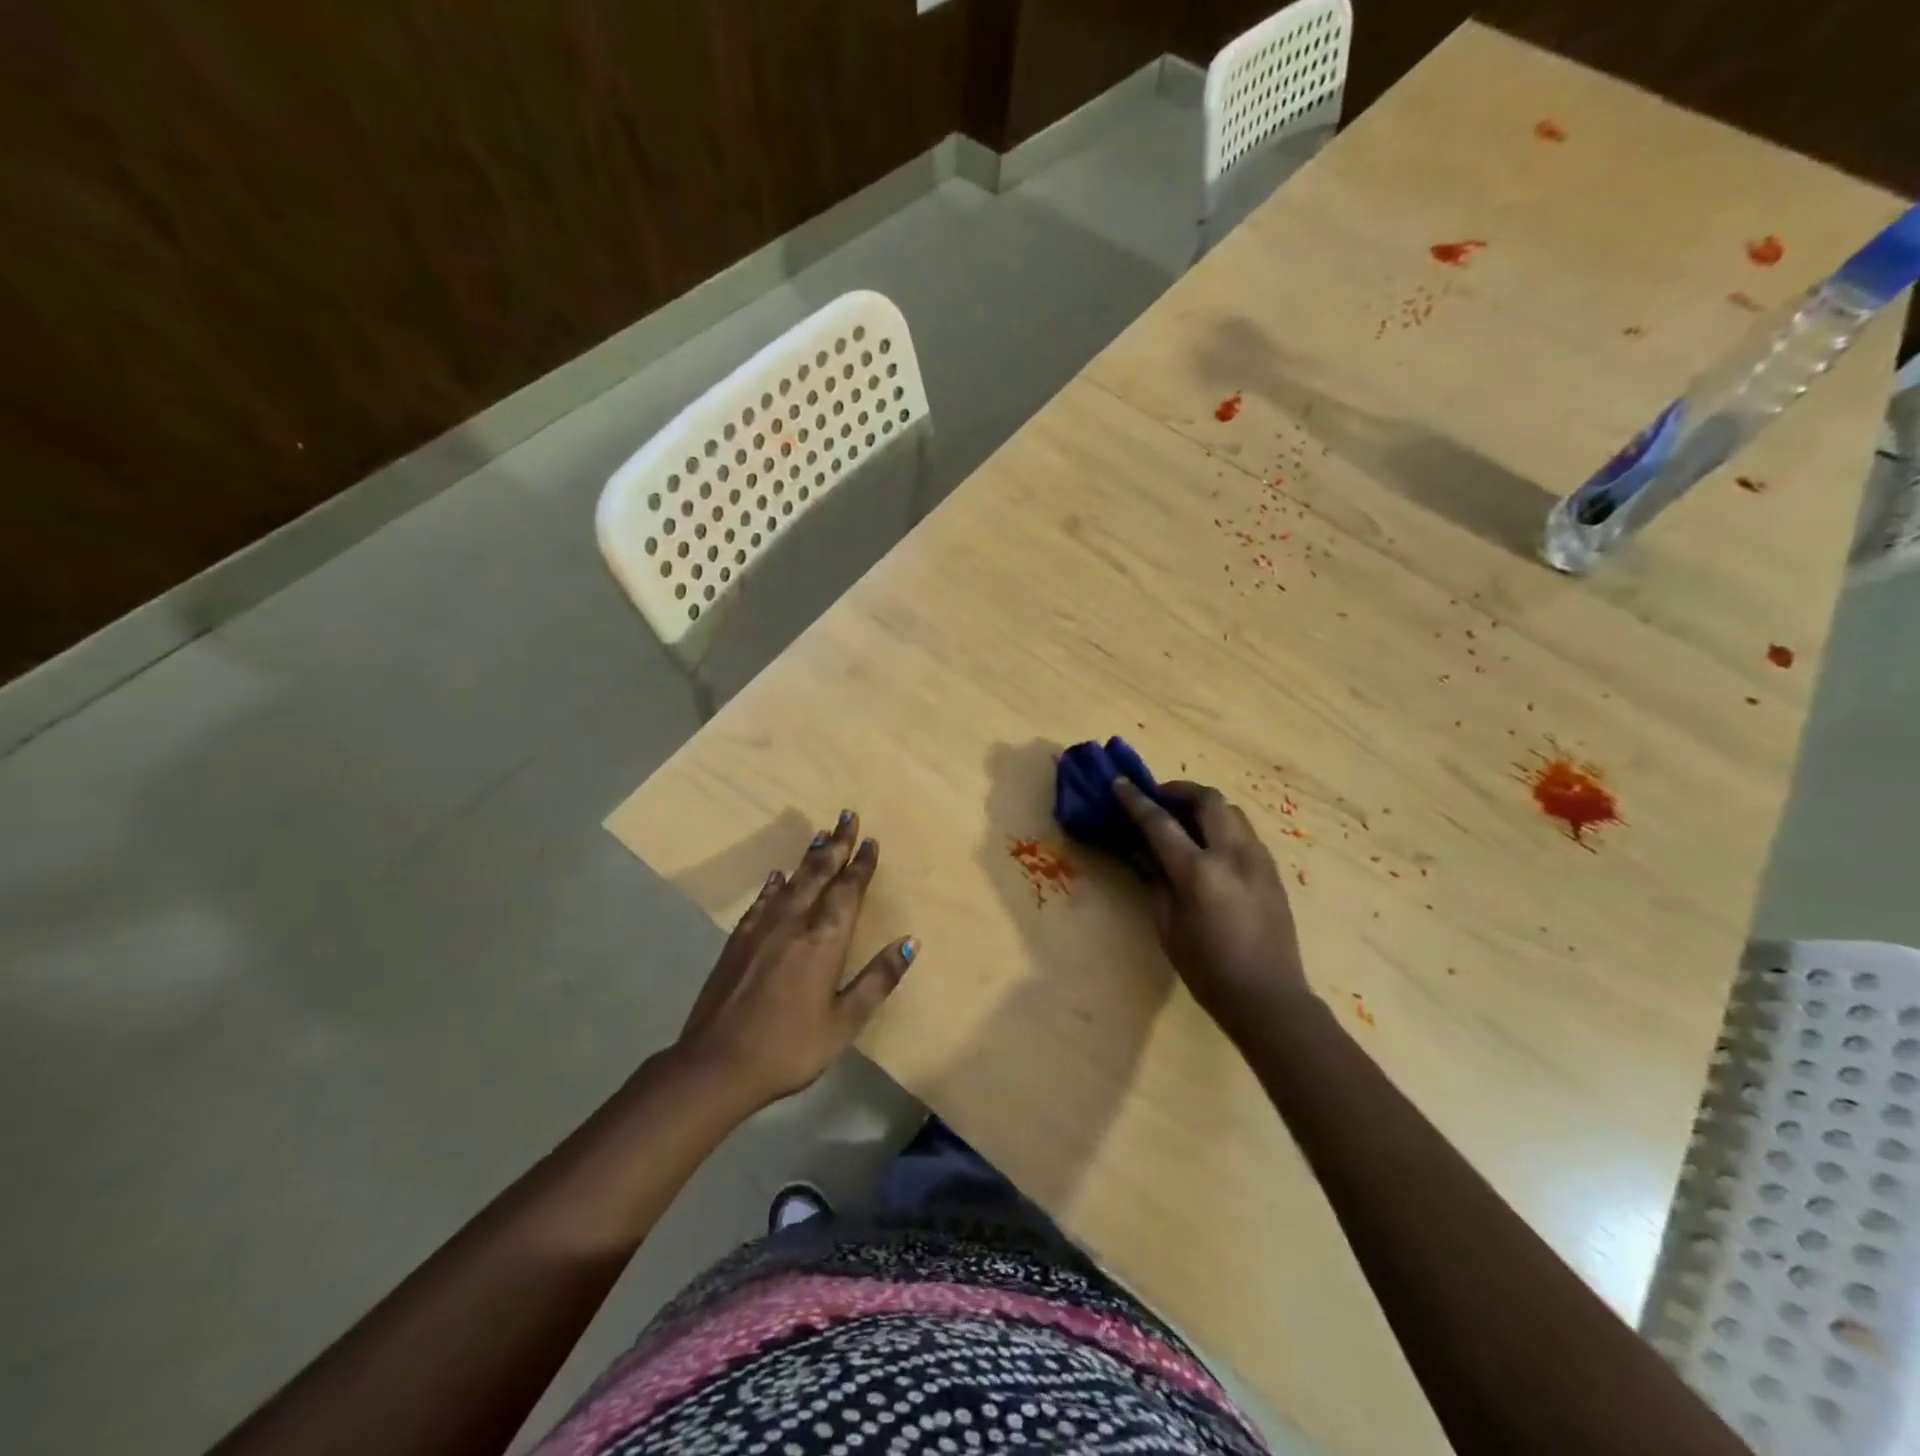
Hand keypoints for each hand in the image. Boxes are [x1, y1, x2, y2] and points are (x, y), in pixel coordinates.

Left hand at [674, 811, 916, 1109]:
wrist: (716, 1065)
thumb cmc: (789, 1048)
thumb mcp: (844, 1023)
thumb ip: (877, 980)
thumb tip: (910, 942)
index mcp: (824, 942)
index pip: (848, 892)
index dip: (861, 865)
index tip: (871, 841)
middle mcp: (794, 924)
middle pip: (819, 874)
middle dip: (836, 844)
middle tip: (847, 815)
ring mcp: (762, 930)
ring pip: (792, 882)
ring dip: (808, 857)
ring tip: (820, 834)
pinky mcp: (738, 941)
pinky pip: (762, 901)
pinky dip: (774, 885)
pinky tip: (778, 876)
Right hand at [1113, 779, 1312, 1040]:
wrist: (1269, 998)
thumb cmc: (1207, 970)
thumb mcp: (1167, 926)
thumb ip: (1155, 881)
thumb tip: (1142, 851)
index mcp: (1199, 872)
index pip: (1160, 823)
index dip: (1136, 801)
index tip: (1119, 784)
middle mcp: (1232, 855)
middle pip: (1207, 800)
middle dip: (1179, 791)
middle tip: (1159, 799)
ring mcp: (1258, 860)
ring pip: (1231, 811)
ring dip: (1204, 806)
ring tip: (1185, 819)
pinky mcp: (1272, 871)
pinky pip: (1244, 832)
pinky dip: (1222, 826)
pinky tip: (1210, 845)